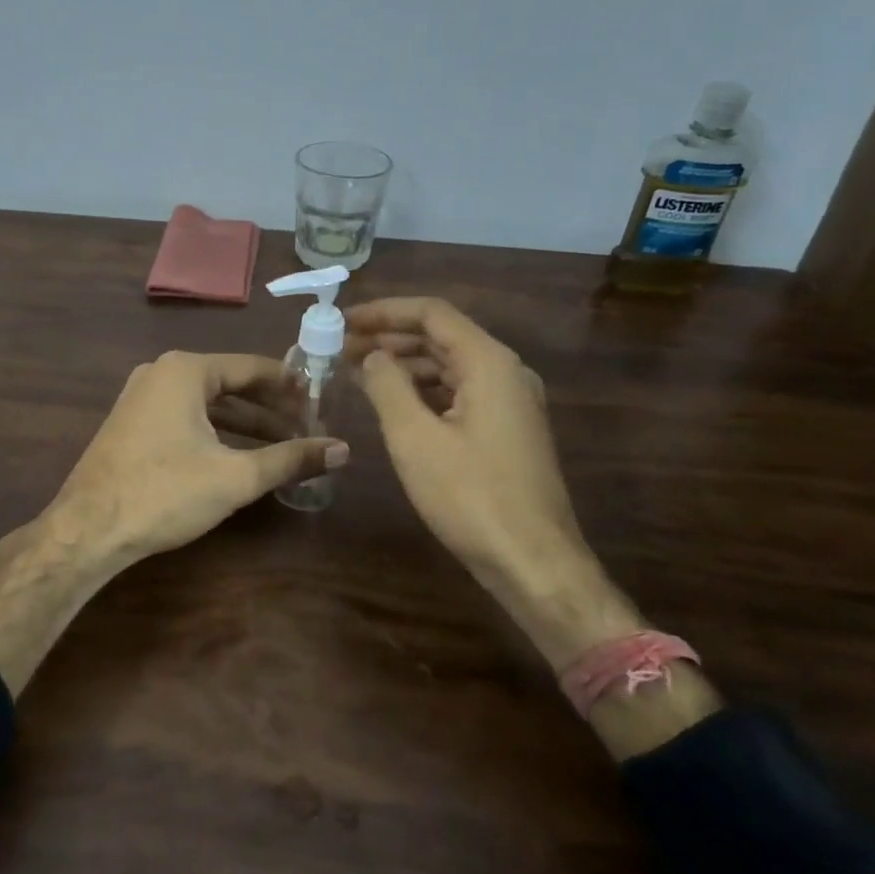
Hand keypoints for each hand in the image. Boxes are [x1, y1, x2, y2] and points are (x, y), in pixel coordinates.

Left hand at [44, 351, 348, 568]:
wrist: (88, 529)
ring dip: (246, 424)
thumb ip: (291, 459)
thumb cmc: (165, 493)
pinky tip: (240, 456)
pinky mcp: (133, 423)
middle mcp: (162, 373)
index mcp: (186, 370)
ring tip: (284, 445)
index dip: (291, 386)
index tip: (322, 402)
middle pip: (230, 384)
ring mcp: (142, 397)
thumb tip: (343, 449)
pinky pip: (186, 417)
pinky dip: (217, 432)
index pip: (252, 367)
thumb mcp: (235, 477)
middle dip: (270, 408)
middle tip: (308, 428)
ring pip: (208, 404)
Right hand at [346, 297, 587, 585]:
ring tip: (356, 373)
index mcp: (489, 363)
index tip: (342, 320)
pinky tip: (392, 403)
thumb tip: (371, 356)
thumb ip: (387, 386)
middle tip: (340, 347)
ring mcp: (510, 402)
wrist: (533, 562)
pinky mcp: (506, 429)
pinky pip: (458, 393)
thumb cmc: (471, 496)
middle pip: (441, 337)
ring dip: (404, 365)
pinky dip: (422, 391)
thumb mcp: (415, 438)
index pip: (432, 314)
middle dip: (389, 337)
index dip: (383, 311)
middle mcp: (506, 372)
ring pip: (449, 366)